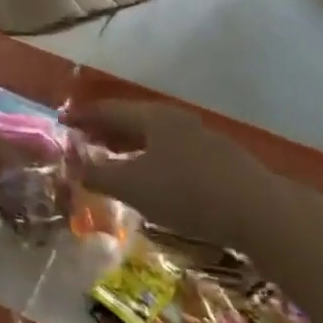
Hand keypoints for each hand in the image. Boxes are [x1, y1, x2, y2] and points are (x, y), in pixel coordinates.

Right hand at [63, 99, 283, 249]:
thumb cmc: (187, 192)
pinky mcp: (219, 161)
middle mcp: (176, 120)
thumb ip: (97, 175)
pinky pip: (171, 151)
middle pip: (131, 120)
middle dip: (104, 130)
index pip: (107, 109)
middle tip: (82, 141)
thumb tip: (71, 167)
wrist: (261, 213)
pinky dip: (150, 158)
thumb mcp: (132, 186)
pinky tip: (149, 178)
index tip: (61, 121)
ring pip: (153, 137)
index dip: (82, 116)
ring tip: (111, 159)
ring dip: (128, 146)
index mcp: (152, 117)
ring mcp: (201, 139)